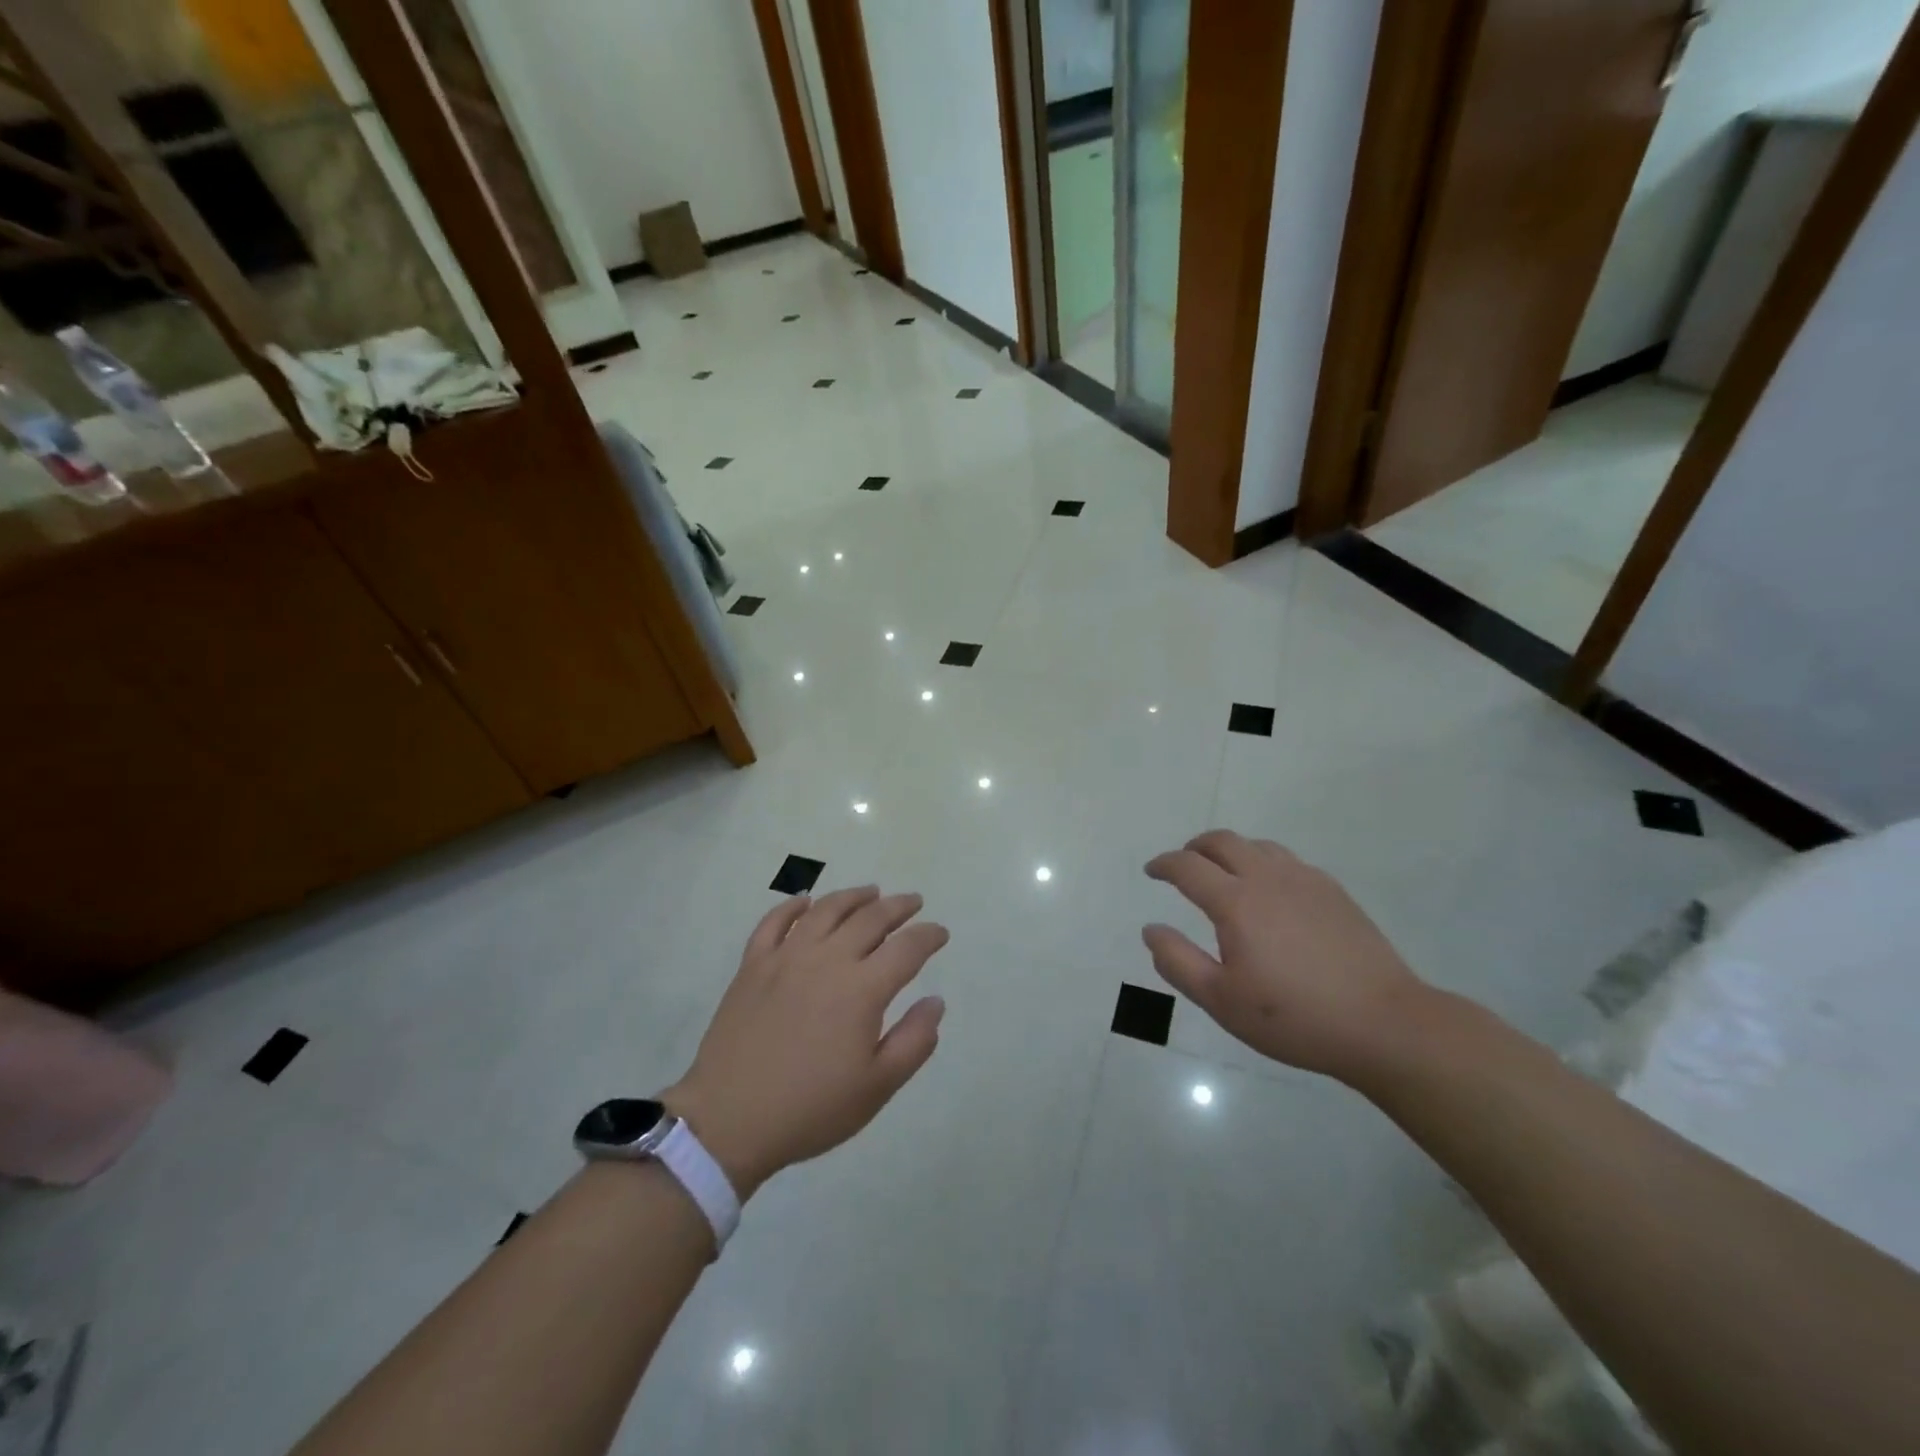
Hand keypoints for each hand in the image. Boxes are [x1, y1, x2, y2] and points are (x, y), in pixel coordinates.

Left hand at [665, 887, 948, 1197]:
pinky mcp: (753, 965)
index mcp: (862, 989)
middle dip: (898, 907)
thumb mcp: (877, 1087)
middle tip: (914, 902)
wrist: (729, 1120)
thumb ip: (914, 1040)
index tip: (940, 933)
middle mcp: (827, 960)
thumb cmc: (810, 1108)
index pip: (907, 948)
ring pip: (826, 910)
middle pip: (870, 918)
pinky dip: (792, 906)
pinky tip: (805, 901)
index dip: (928, 936)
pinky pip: (774, 922)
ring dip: (854, 896)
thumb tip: (936, 1001)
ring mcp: (786, 957)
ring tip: (871, 891)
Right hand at [1143, 831, 1430, 1082]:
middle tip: (1184, 865)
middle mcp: (1268, 878)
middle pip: (1223, 841)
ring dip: (1231, 851)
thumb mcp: (1221, 1000)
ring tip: (1224, 874)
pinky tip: (1270, 891)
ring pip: (1258, 846)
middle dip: (1195, 847)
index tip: (1152, 871)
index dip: (1164, 864)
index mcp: (1236, 902)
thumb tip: (1151, 929)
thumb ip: (1177, 962)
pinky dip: (1264, 863)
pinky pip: (1288, 861)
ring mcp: (1305, 881)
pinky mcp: (1334, 892)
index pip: (1188, 867)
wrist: (1384, 1024)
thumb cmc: (1294, 1017)